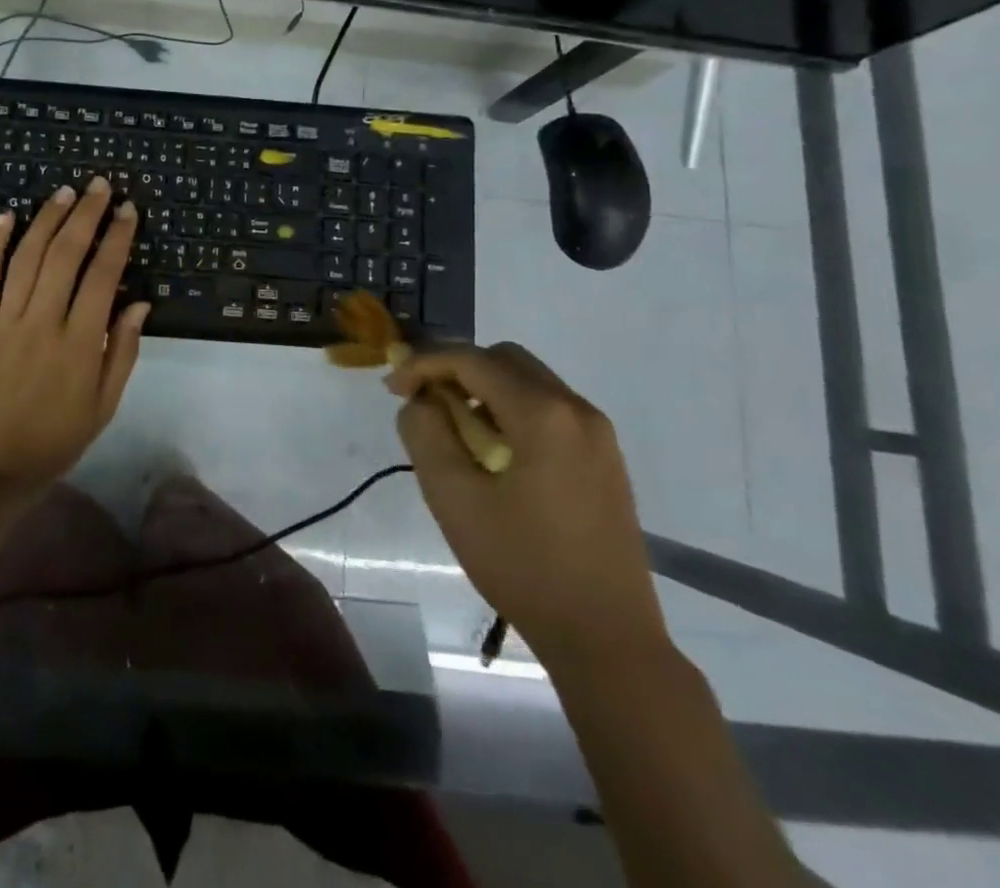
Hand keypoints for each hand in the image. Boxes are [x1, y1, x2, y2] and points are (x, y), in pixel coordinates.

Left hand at [0, 177, 148, 494]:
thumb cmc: (53, 441)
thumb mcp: (103, 407)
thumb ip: (122, 352)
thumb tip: (139, 302)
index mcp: (79, 344)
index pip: (103, 275)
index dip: (117, 237)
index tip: (127, 210)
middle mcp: (42, 322)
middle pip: (66, 254)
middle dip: (86, 214)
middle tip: (100, 185)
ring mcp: (4, 320)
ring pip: (27, 256)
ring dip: (47, 219)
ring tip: (65, 192)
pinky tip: (6, 216)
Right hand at [386, 343, 665, 666]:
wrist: (607, 639)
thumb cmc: (523, 565)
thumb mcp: (453, 497)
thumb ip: (425, 432)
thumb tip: (420, 400)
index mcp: (543, 413)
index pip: (471, 359)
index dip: (423, 363)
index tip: (392, 389)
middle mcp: (577, 409)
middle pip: (504, 360)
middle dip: (456, 371)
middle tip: (424, 405)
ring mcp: (598, 434)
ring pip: (528, 382)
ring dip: (483, 391)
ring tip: (455, 433)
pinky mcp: (605, 459)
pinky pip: (548, 410)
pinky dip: (511, 412)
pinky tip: (494, 454)